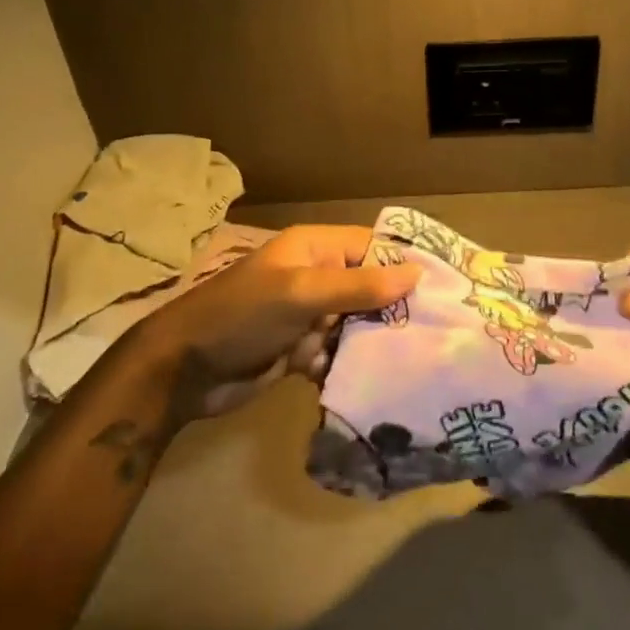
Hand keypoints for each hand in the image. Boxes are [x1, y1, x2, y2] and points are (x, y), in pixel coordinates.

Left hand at [129, 224, 420, 418]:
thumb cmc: (242, 316)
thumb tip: (417, 274)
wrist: (183, 371)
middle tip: (439, 332)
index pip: (373, 247)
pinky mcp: (301, 350)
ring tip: (416, 362)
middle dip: (396, 310)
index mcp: (315, 249)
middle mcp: (316, 277)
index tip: (446, 288)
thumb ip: (359, 286)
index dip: (406, 265)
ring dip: (376, 342)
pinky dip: (350, 365)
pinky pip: (338, 353)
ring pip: (357, 324)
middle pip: (370, 288)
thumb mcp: (301, 293)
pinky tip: (375, 382)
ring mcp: (308, 315)